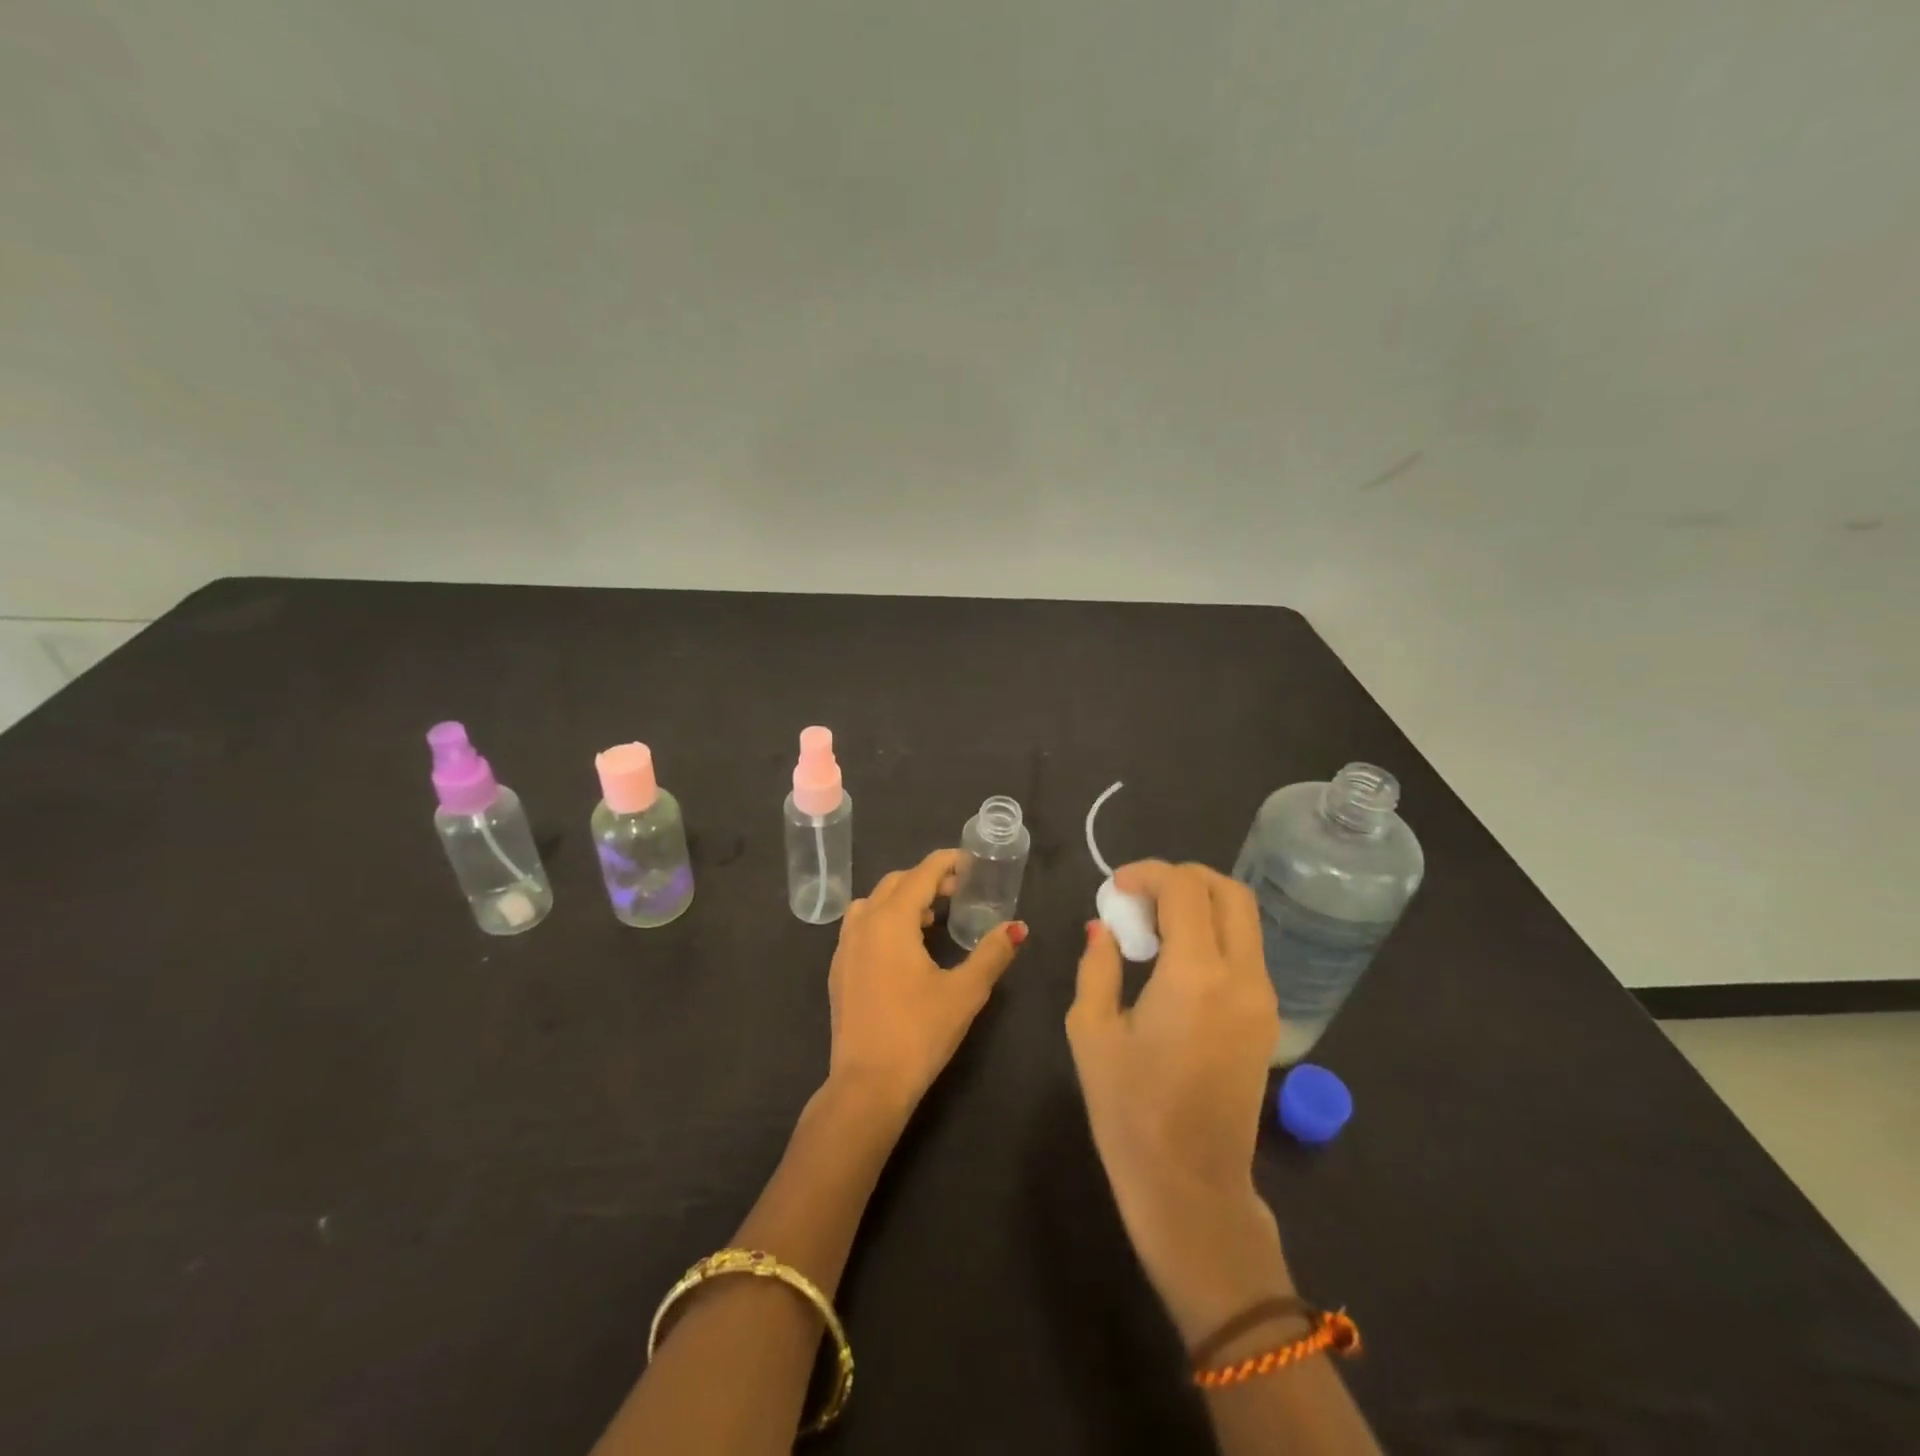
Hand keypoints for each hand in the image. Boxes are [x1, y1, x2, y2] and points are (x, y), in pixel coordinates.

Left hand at [827, 849, 1025, 1115]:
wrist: (867, 1085)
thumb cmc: (919, 1033)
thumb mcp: (965, 992)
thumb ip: (992, 953)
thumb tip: (1017, 927)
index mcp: (892, 920)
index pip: (921, 874)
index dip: (946, 863)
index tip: (970, 862)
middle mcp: (863, 924)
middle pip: (895, 883)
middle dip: (926, 879)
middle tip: (958, 891)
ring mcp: (845, 947)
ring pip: (873, 903)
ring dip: (901, 899)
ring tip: (930, 919)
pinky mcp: (839, 971)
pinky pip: (860, 926)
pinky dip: (883, 921)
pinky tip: (903, 949)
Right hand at [1067, 861, 1290, 1342]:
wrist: (1191, 1188)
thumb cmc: (1129, 1113)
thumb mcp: (1091, 1032)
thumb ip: (1097, 967)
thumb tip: (1103, 929)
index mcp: (1195, 976)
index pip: (1184, 889)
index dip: (1147, 873)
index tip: (1116, 887)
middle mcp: (1241, 977)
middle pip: (1228, 892)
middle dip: (1182, 877)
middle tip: (1140, 894)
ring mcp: (1263, 999)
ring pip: (1243, 919)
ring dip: (1200, 904)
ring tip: (1154, 925)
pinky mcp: (1267, 1020)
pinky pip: (1246, 951)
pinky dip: (1214, 933)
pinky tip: (1176, 958)